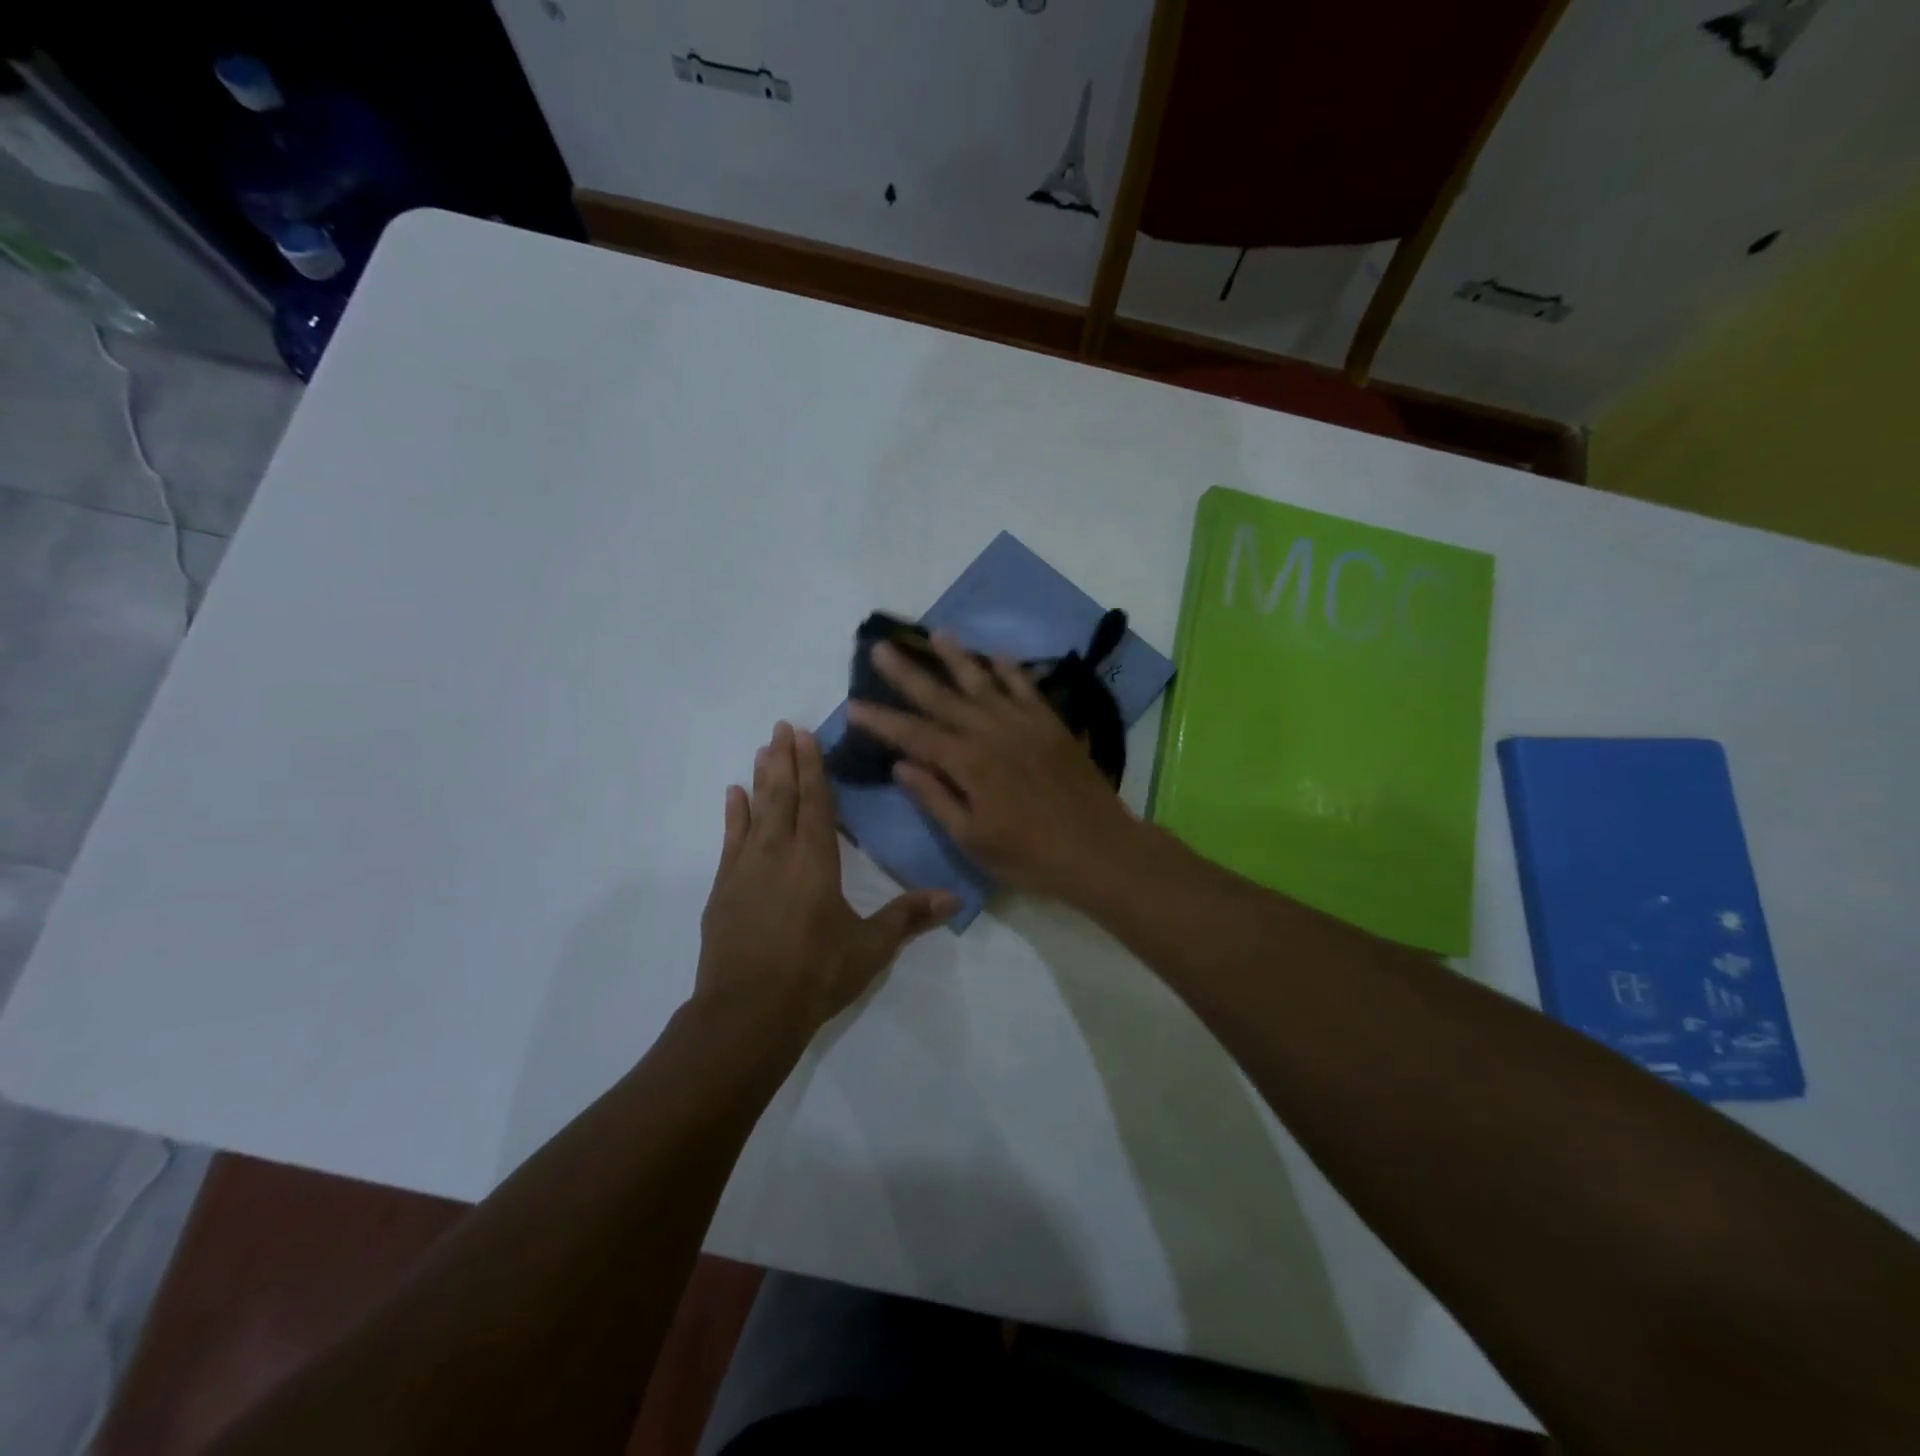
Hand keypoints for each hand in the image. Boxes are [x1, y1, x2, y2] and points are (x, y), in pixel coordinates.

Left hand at [697, 722, 956, 1030]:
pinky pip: (729, 838)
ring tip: (762, 748)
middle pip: (783, 795)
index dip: (812, 766)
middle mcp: (778, 852)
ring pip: (755, 809)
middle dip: (784, 759)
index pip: (816, 801)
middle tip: (782, 726)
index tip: (805, 734)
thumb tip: (955, 897)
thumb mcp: (870, 947)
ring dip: (760, 777)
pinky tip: (732, 794)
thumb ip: (909, 917)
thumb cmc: (816, 974)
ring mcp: (745, 868)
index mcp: (816, 859)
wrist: (747, 1012)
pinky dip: (733, 813)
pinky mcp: (724, 888)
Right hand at [846, 633, 1139, 900]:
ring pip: (983, 682)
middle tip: (881, 648)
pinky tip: (996, 655)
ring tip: (936, 633)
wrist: (1099, 849)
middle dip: (908, 674)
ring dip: (957, 657)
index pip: (914, 735)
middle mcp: (992, 733)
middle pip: (942, 698)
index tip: (853, 705)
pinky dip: (1009, 669)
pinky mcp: (1051, 725)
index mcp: (969, 764)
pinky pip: (1026, 688)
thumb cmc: (1030, 856)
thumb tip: (901, 765)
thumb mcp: (973, 839)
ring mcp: (1025, 724)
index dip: (882, 721)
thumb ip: (936, 798)